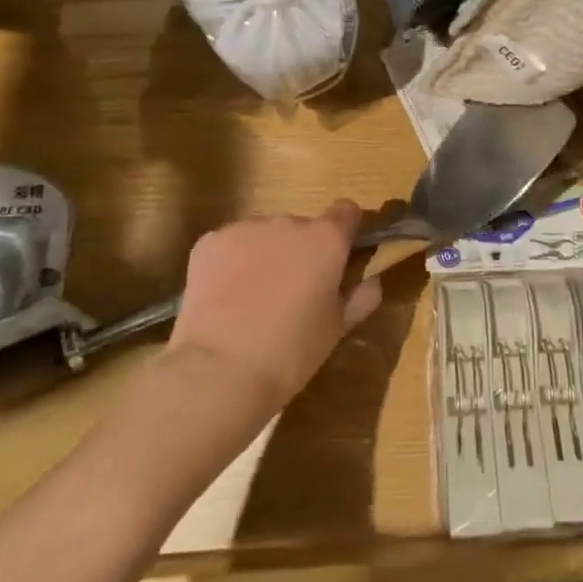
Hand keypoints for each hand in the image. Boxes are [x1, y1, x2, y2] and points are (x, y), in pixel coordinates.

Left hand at [165, 200, 381, 410]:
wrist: (219, 370)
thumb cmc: (291, 352)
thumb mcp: (336, 330)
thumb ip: (359, 298)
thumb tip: (372, 281)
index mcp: (326, 239)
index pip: (347, 211)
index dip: (346, 231)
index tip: (340, 257)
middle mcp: (288, 222)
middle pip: (302, 226)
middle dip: (300, 250)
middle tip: (292, 291)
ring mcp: (245, 228)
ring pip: (264, 234)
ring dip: (266, 253)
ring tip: (253, 297)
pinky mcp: (210, 242)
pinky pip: (230, 244)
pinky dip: (232, 262)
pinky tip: (225, 296)